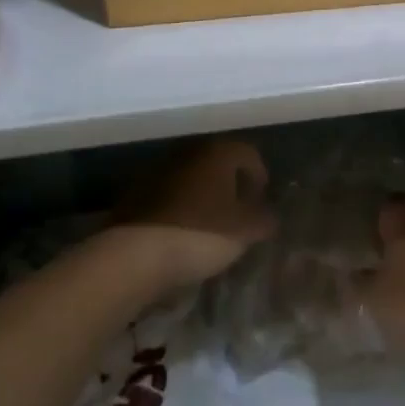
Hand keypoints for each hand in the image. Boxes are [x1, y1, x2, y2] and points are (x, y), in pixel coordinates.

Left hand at [115, 137, 277, 290]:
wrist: (134, 254)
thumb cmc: (200, 234)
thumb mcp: (245, 232)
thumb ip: (264, 219)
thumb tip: (269, 215)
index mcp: (218, 152)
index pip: (248, 153)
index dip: (259, 176)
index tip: (261, 202)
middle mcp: (188, 151)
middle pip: (217, 162)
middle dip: (230, 184)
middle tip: (238, 211)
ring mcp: (158, 169)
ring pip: (191, 176)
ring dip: (203, 194)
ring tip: (210, 224)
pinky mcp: (136, 191)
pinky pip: (168, 193)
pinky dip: (179, 206)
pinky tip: (181, 231)